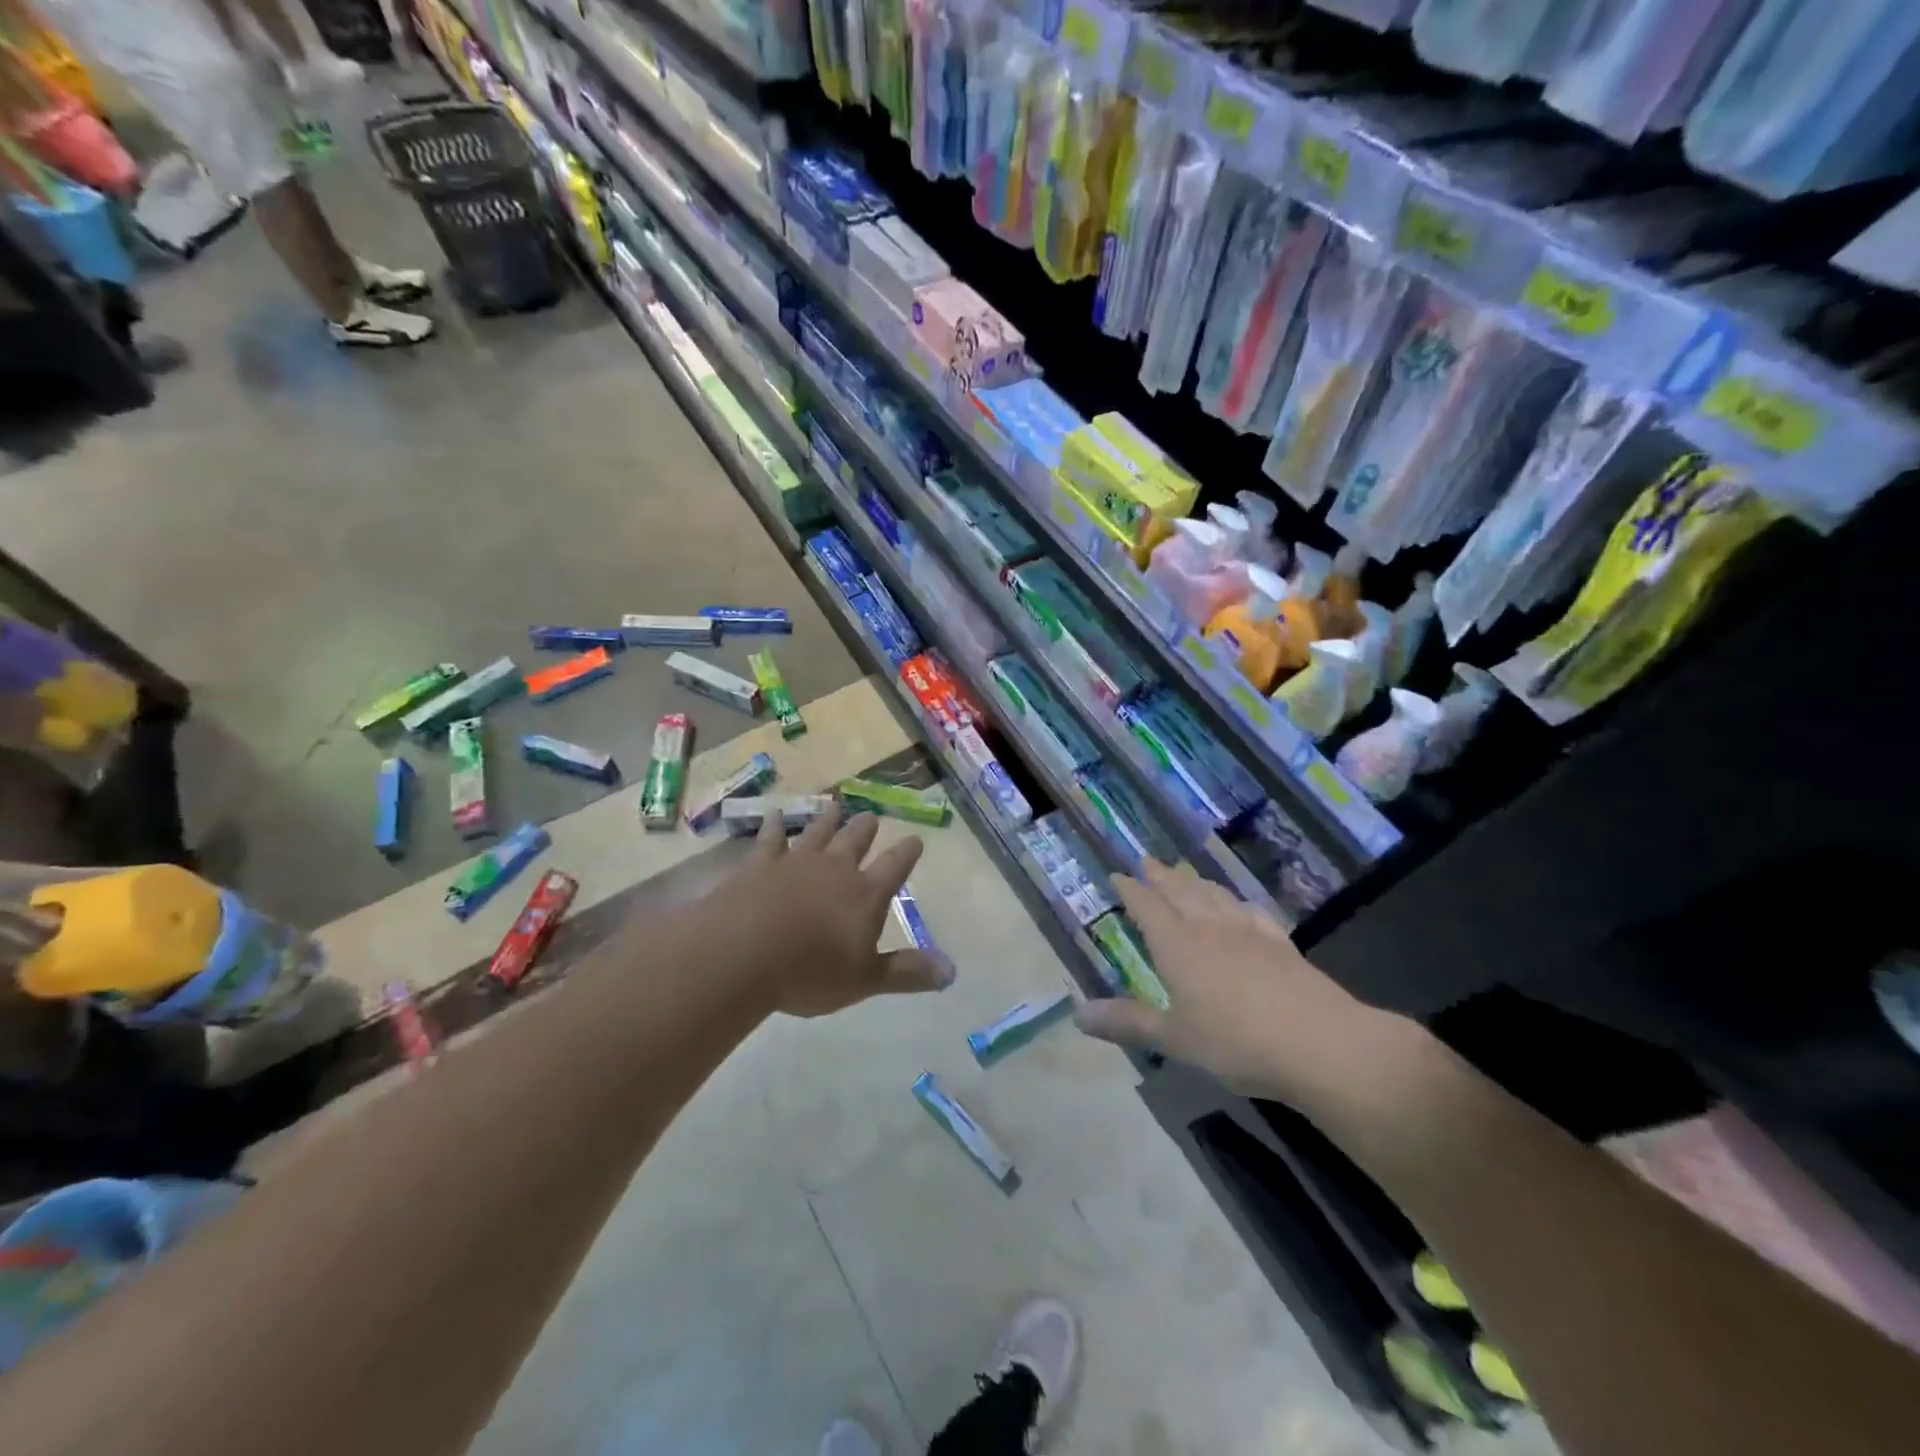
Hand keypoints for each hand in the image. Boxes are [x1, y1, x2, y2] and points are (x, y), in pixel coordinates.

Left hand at [724, 803, 951, 1017]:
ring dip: (828, 819)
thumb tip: (950, 972)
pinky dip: (774, 825)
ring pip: (818, 831)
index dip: (907, 853)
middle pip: (856, 840)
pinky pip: (771, 838)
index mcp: (865, 895)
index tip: (916, 839)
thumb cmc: (809, 972)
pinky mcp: (760, 864)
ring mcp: (796, 861)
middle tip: (872, 817)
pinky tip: (775, 815)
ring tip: (836, 805)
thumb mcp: (865, 981)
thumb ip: (906, 973)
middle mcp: (835, 869)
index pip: (894, 866)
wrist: (742, 954)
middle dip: (866, 828)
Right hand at [1074, 859, 1428, 1116]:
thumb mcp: (1174, 1038)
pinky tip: (1240, 906)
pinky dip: (1236, 902)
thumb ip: (1127, 1023)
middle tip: (1146, 860)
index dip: (1131, 889)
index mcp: (1178, 946)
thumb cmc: (1236, 1043)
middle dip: (1160, 875)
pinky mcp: (1281, 944)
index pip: (1147, 907)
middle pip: (1180, 891)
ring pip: (1215, 895)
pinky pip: (1250, 911)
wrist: (1321, 1044)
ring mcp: (1249, 932)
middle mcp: (1210, 928)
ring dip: (1195, 882)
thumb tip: (1076, 1014)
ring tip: (1185, 875)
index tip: (1117, 874)